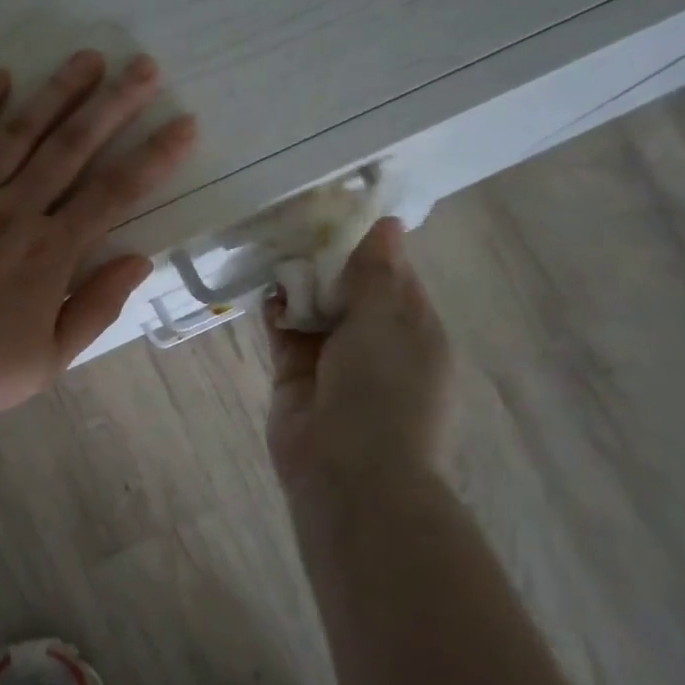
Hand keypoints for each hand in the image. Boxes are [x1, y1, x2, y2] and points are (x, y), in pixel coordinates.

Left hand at [0, 50, 196, 425]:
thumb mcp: (48, 359)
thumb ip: (96, 307)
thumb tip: (138, 260)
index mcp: (50, 252)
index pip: (115, 193)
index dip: (154, 157)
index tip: (183, 124)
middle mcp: (14, 210)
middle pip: (73, 147)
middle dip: (114, 104)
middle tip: (144, 67)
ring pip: (19, 132)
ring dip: (57, 92)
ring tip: (87, 59)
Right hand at [264, 217, 452, 498]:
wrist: (348, 472)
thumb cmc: (384, 391)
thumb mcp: (387, 321)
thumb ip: (376, 273)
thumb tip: (386, 224)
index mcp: (415, 330)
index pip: (393, 275)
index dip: (367, 245)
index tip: (337, 212)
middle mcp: (377, 343)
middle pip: (350, 290)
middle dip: (326, 262)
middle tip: (297, 226)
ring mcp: (335, 362)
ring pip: (315, 310)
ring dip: (299, 286)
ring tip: (278, 254)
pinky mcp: (296, 377)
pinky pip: (286, 334)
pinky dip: (278, 313)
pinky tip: (269, 294)